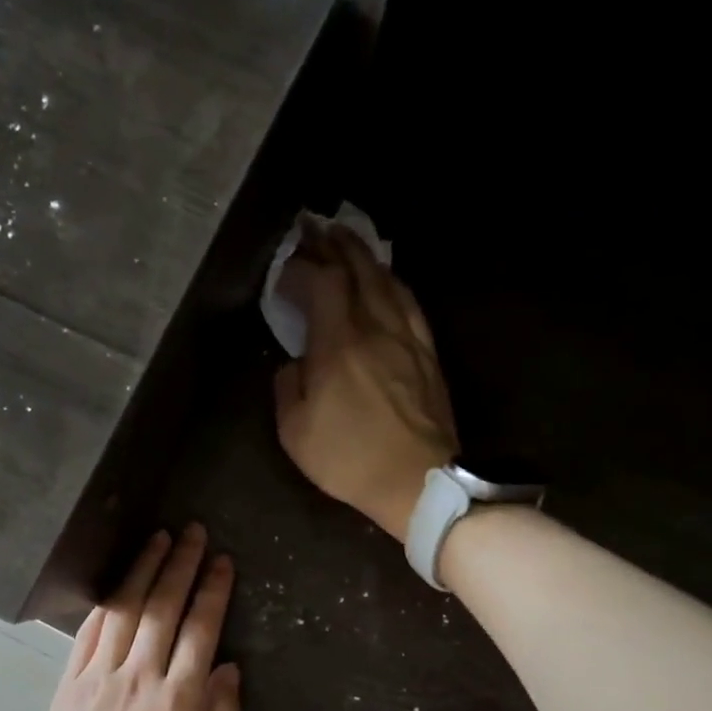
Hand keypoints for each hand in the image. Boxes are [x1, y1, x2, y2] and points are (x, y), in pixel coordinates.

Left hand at [38, 525, 241, 710]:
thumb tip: (227, 667)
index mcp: (180, 700)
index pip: (201, 629)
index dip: (212, 590)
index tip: (221, 561)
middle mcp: (141, 676)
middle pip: (163, 607)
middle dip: (180, 564)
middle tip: (191, 532)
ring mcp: (101, 676)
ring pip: (126, 610)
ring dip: (143, 571)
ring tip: (158, 539)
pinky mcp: (71, 682)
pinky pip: (90, 632)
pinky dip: (106, 602)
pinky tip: (119, 583)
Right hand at [273, 224, 457, 538]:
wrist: (416, 483)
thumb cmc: (349, 460)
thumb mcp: (294, 432)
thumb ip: (286, 386)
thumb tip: (294, 363)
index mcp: (338, 345)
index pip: (321, 283)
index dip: (301, 267)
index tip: (283, 268)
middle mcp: (375, 328)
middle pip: (357, 269)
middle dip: (333, 244)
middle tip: (314, 227)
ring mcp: (407, 338)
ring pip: (387, 280)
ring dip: (364, 256)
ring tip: (346, 241)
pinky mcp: (427, 354)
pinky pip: (410, 303)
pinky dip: (392, 282)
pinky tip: (386, 279)